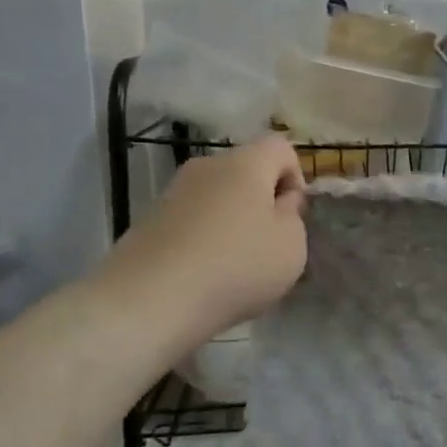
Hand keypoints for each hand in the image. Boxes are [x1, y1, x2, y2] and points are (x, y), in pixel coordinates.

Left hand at [98, 136, 307, 343]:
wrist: (150, 299)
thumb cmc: (236, 266)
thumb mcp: (291, 246)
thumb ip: (293, 217)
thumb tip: (279, 202)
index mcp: (246, 163)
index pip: (281, 147)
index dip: (296, 177)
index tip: (293, 216)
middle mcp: (207, 166)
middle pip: (246, 171)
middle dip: (262, 202)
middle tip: (268, 244)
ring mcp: (173, 192)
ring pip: (218, 198)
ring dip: (233, 222)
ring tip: (235, 265)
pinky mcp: (149, 220)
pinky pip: (193, 221)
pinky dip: (205, 239)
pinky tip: (205, 275)